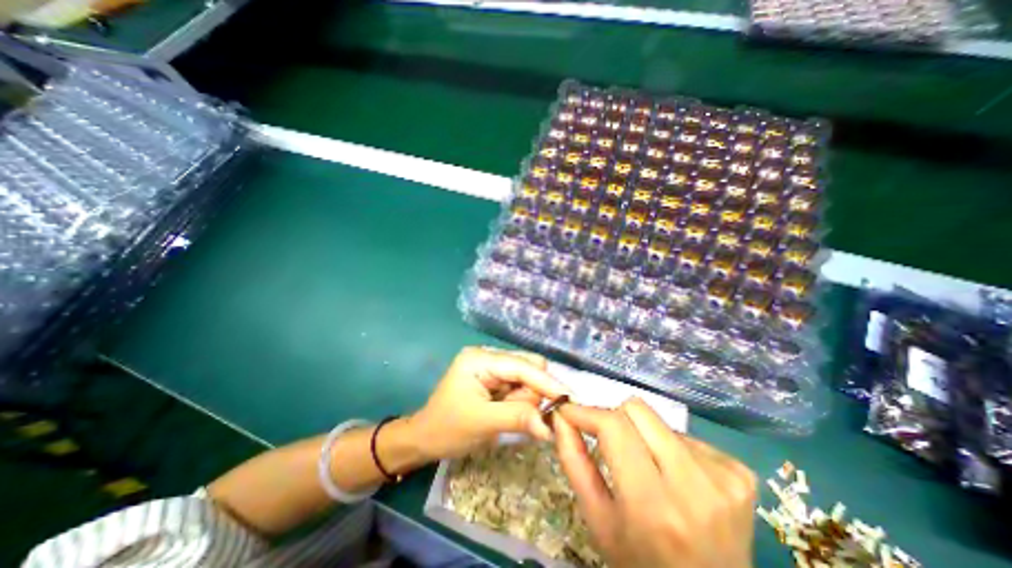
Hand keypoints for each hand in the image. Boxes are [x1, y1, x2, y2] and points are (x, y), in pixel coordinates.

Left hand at [408, 346, 568, 460]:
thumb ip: (517, 418)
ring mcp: (491, 367)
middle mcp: (488, 356)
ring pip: (526, 377)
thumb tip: (550, 426)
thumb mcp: (482, 423)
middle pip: (527, 367)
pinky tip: (509, 412)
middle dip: (534, 392)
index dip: (545, 381)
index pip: (521, 365)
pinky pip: (519, 386)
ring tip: (507, 416)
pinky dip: (522, 401)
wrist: (425, 438)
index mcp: (480, 358)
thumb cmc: (447, 428)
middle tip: (531, 417)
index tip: (569, 398)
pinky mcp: (494, 379)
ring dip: (526, 399)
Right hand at [552, 399, 758, 567]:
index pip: (614, 427)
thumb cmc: (641, 561)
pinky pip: (686, 435)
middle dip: (614, 420)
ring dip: (642, 434)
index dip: (587, 412)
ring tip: (645, 466)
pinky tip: (675, 477)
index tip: (569, 411)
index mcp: (653, 506)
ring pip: (659, 419)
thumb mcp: (597, 518)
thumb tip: (561, 416)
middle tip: (610, 444)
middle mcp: (695, 487)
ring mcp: (725, 478)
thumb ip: (573, 461)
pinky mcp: (741, 473)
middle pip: (637, 409)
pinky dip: (670, 448)